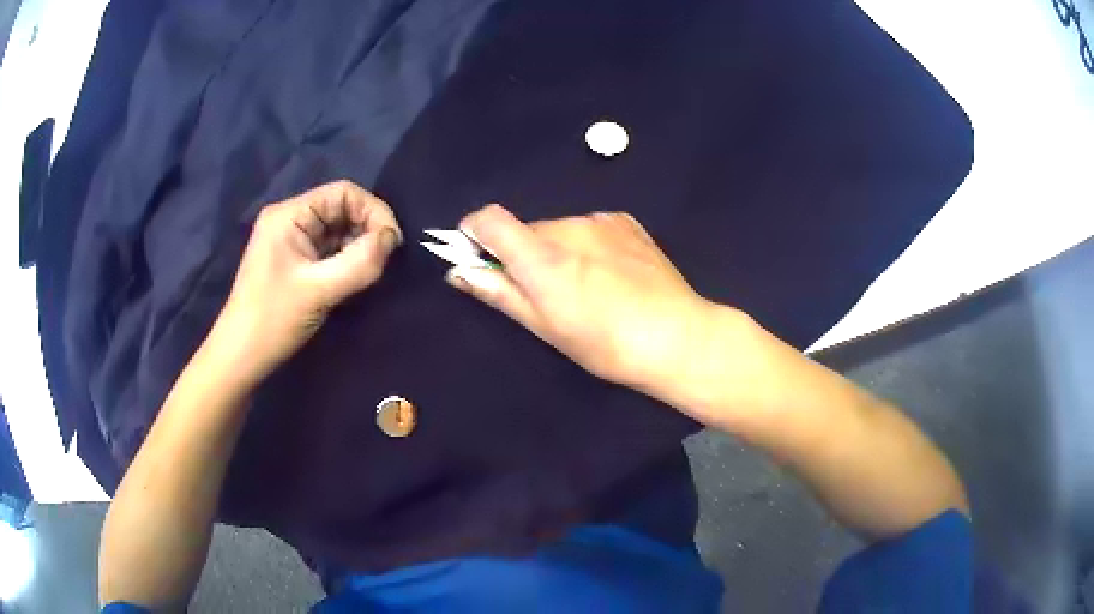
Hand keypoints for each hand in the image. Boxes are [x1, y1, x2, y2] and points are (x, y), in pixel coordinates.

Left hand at [211, 181, 402, 381]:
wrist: (241, 356)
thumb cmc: (273, 320)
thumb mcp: (319, 291)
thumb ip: (359, 263)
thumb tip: (392, 240)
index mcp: (289, 214)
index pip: (343, 193)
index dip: (374, 211)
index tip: (392, 244)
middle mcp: (290, 218)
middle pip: (341, 208)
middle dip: (367, 230)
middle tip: (383, 261)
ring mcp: (290, 240)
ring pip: (337, 230)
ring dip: (358, 246)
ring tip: (369, 272)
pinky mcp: (293, 260)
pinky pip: (328, 248)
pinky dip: (346, 259)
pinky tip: (353, 279)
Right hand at [446, 204, 719, 394]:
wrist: (678, 337)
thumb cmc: (606, 345)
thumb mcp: (546, 327)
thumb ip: (500, 292)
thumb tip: (459, 272)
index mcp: (543, 256)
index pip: (489, 219)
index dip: (474, 233)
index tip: (478, 257)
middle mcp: (569, 226)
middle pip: (527, 230)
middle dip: (525, 255)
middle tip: (547, 294)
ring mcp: (601, 221)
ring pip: (560, 230)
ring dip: (558, 251)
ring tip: (588, 289)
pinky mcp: (625, 222)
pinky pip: (589, 228)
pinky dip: (586, 245)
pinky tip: (611, 275)